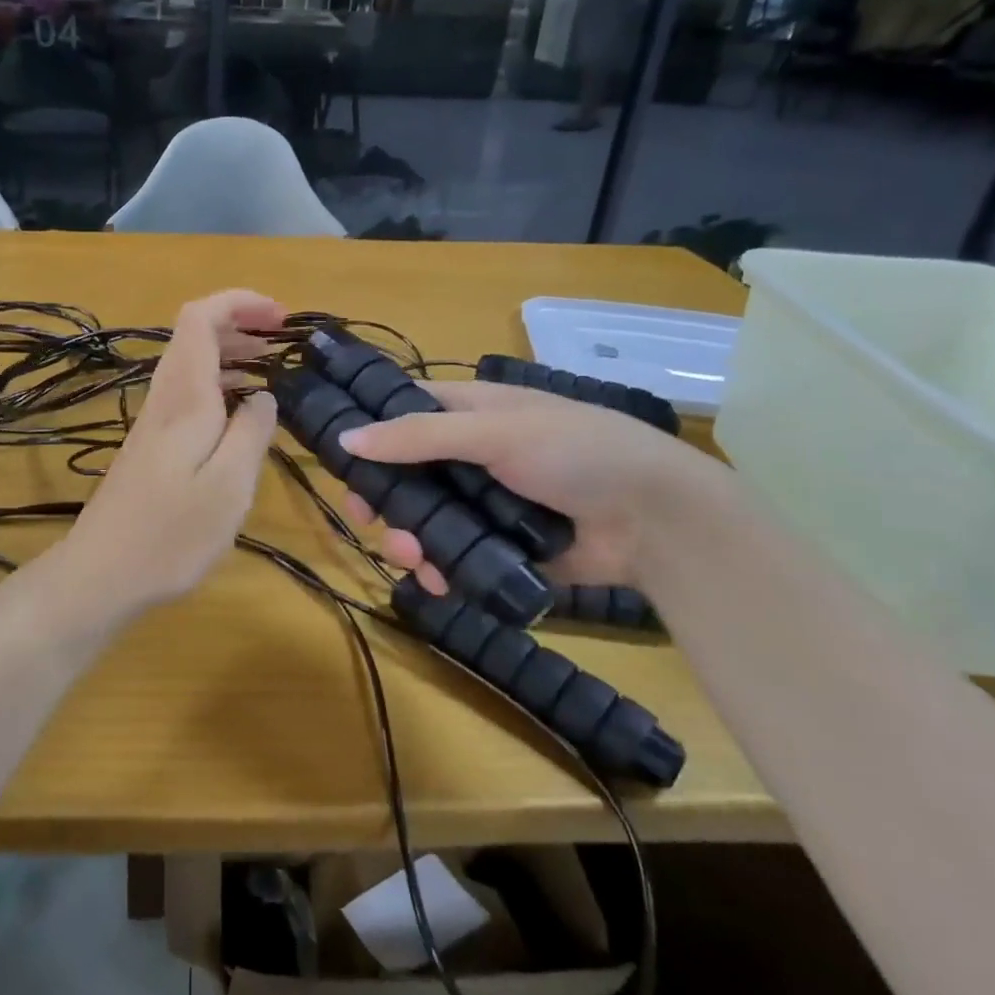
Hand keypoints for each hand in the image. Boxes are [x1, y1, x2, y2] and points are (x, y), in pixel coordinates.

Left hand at [48, 290, 284, 617]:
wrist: (101, 574)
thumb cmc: (170, 534)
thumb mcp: (229, 485)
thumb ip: (251, 431)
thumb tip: (264, 394)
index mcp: (184, 397)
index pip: (200, 318)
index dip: (239, 302)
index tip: (281, 318)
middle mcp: (165, 399)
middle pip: (195, 334)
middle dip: (241, 323)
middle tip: (284, 341)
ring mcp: (154, 422)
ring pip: (192, 363)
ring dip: (232, 354)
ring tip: (271, 368)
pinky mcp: (151, 446)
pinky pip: (189, 393)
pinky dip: (220, 385)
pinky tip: (240, 414)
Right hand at [337, 380, 724, 593]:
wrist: (655, 519)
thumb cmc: (575, 451)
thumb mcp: (495, 431)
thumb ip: (419, 436)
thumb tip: (346, 439)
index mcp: (470, 412)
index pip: (405, 413)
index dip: (370, 431)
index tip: (338, 458)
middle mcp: (471, 454)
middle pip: (406, 473)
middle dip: (382, 497)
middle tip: (365, 518)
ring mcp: (485, 503)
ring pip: (425, 519)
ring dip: (407, 538)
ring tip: (410, 557)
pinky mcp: (499, 547)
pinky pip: (454, 557)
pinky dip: (439, 570)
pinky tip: (436, 581)